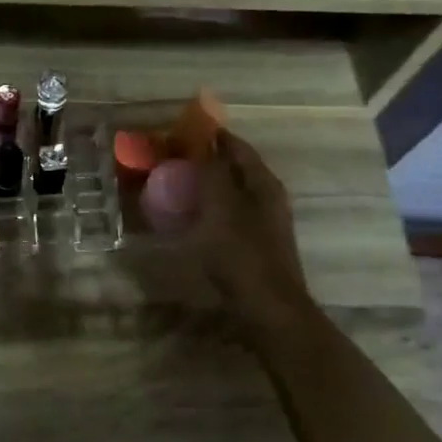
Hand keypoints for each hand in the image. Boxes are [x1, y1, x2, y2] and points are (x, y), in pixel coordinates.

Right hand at [194, 131, 310, 335]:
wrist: (268, 310)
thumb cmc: (242, 254)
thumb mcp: (220, 208)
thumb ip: (212, 172)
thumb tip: (202, 141)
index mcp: (262, 183)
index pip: (235, 146)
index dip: (210, 135)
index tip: (179, 131)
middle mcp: (268, 197)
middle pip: (236, 167)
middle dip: (206, 159)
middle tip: (172, 158)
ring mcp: (264, 222)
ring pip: (232, 191)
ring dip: (207, 184)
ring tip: (176, 184)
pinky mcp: (256, 244)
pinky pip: (229, 214)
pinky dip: (209, 208)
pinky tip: (191, 217)